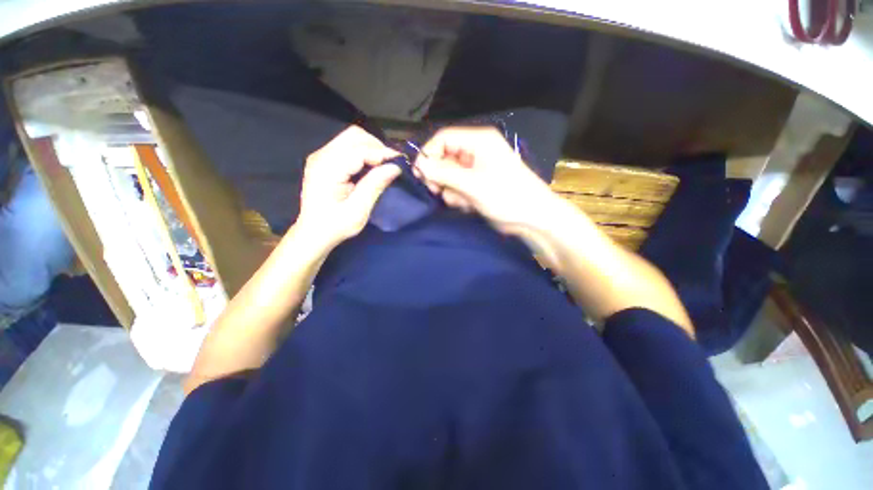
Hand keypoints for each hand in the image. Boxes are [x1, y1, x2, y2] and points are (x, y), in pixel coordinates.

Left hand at [295, 126, 400, 247]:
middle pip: (353, 136)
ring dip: (371, 148)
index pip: (359, 150)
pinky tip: (371, 165)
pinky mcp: (324, 160)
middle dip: (377, 146)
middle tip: (391, 164)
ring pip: (351, 138)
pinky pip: (347, 146)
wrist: (313, 233)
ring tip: (383, 164)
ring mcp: (321, 156)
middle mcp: (321, 156)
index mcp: (327, 169)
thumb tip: (395, 167)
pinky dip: (363, 152)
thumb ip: (375, 186)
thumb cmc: (335, 226)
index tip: (400, 161)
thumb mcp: (358, 211)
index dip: (382, 153)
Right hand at [414, 127, 558, 235]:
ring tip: (462, 201)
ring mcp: (477, 169)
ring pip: (449, 175)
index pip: (443, 138)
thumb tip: (420, 166)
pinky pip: (458, 186)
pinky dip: (458, 197)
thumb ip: (444, 173)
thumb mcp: (473, 185)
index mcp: (479, 141)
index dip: (428, 154)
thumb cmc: (507, 197)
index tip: (419, 174)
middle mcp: (476, 151)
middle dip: (440, 176)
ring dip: (450, 190)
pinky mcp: (477, 184)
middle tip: (438, 191)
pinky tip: (468, 205)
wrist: (532, 218)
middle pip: (444, 157)